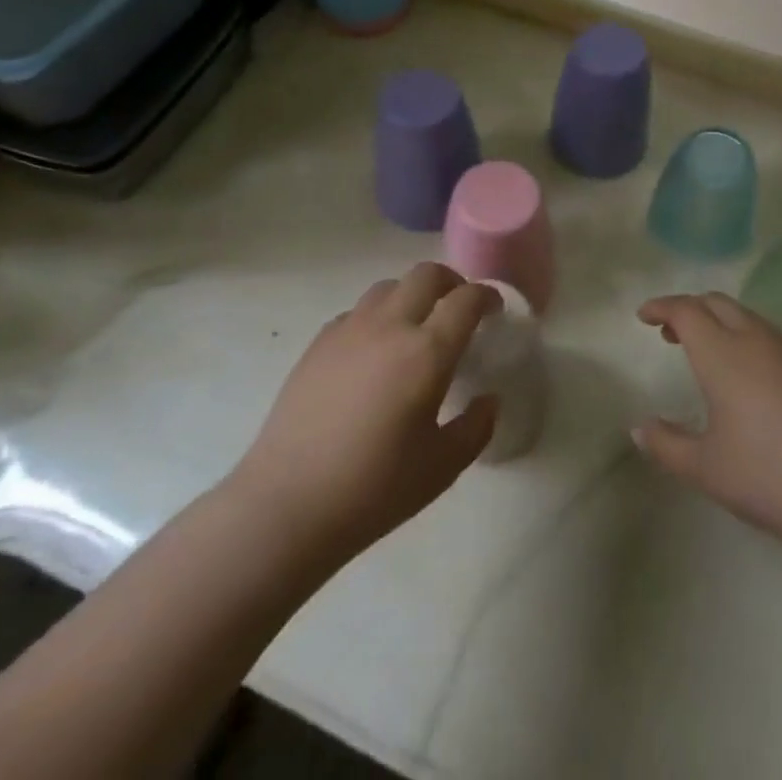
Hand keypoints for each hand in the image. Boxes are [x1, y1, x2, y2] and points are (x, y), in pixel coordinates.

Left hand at [227, 263, 499, 567]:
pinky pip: (357, 311)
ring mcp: (349, 330)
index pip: (466, 300)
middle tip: (458, 308)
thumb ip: (475, 427)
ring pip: (389, 286)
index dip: (486, 297)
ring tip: (416, 326)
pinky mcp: (318, 343)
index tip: (494, 309)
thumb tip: (488, 400)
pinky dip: (377, 317)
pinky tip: (374, 351)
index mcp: (426, 352)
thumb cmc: (373, 489)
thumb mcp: (442, 468)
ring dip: (412, 295)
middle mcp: (390, 326)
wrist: (287, 505)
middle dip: (451, 282)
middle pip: (426, 275)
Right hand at [634, 293, 781, 557]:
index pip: (686, 311)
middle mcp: (755, 340)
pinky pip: (766, 335)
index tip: (642, 316)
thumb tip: (639, 428)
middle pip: (716, 303)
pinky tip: (742, 375)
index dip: (661, 307)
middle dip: (689, 308)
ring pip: (745, 316)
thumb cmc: (769, 477)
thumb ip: (667, 445)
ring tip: (702, 352)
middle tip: (668, 331)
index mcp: (723, 354)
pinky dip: (741, 336)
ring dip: (717, 321)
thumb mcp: (706, 468)